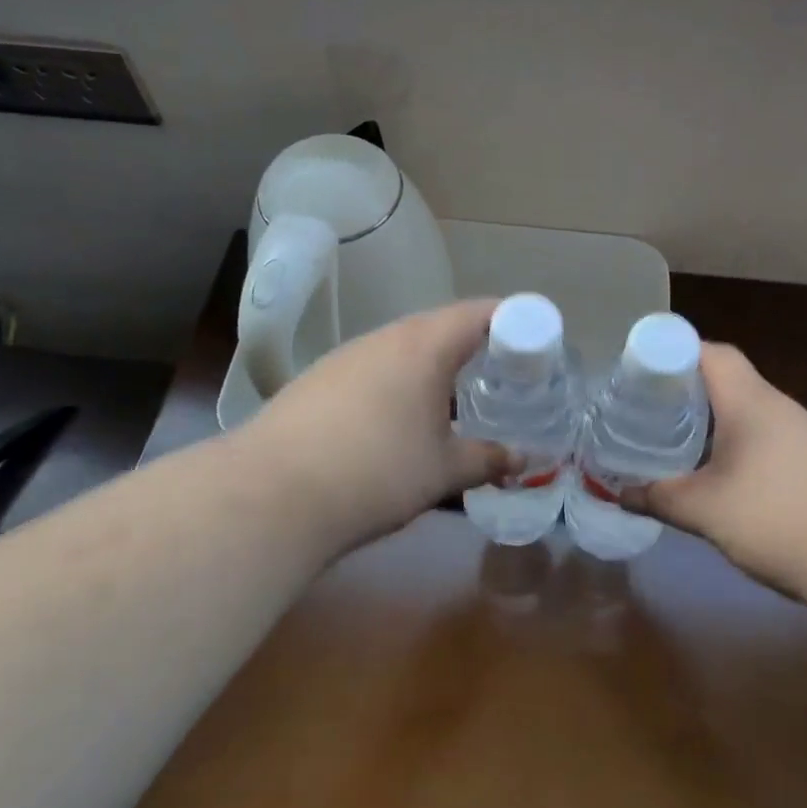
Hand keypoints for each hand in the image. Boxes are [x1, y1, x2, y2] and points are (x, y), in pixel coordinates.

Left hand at [241, 300, 510, 561]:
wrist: (271, 495)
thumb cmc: (377, 471)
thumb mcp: (443, 470)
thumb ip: (488, 459)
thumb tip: (522, 459)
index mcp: (424, 345)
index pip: (480, 312)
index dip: (513, 320)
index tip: (534, 343)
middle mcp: (385, 338)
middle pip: (441, 326)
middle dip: (475, 346)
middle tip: (501, 373)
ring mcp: (346, 357)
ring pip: (403, 348)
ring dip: (433, 366)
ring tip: (452, 399)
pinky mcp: (317, 381)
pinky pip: (373, 369)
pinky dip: (398, 383)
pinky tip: (396, 421)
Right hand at [629, 344, 806, 602]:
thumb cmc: (780, 518)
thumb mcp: (706, 510)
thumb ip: (660, 497)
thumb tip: (620, 493)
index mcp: (749, 401)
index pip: (709, 352)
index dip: (671, 353)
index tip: (638, 375)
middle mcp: (776, 406)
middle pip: (724, 379)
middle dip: (682, 391)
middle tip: (644, 411)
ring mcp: (800, 434)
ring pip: (743, 411)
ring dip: (708, 420)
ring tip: (672, 441)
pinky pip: (761, 437)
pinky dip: (732, 444)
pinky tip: (717, 475)